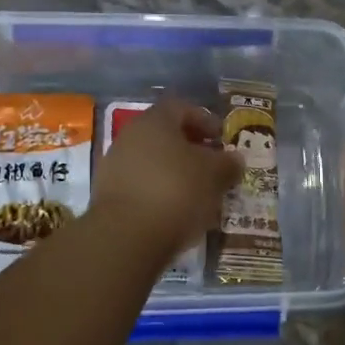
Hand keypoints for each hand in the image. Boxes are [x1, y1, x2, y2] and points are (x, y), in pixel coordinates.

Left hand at [90, 97, 240, 261]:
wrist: (127, 236)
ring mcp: (115, 166)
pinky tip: (178, 211)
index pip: (181, 108)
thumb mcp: (214, 175)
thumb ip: (227, 163)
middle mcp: (130, 137)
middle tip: (213, 166)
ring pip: (153, 162)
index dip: (205, 120)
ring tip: (199, 193)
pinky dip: (161, 192)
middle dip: (191, 149)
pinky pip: (142, 186)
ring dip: (176, 173)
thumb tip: (235, 158)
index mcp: (155, 122)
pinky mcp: (109, 196)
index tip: (222, 138)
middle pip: (165, 136)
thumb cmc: (177, 191)